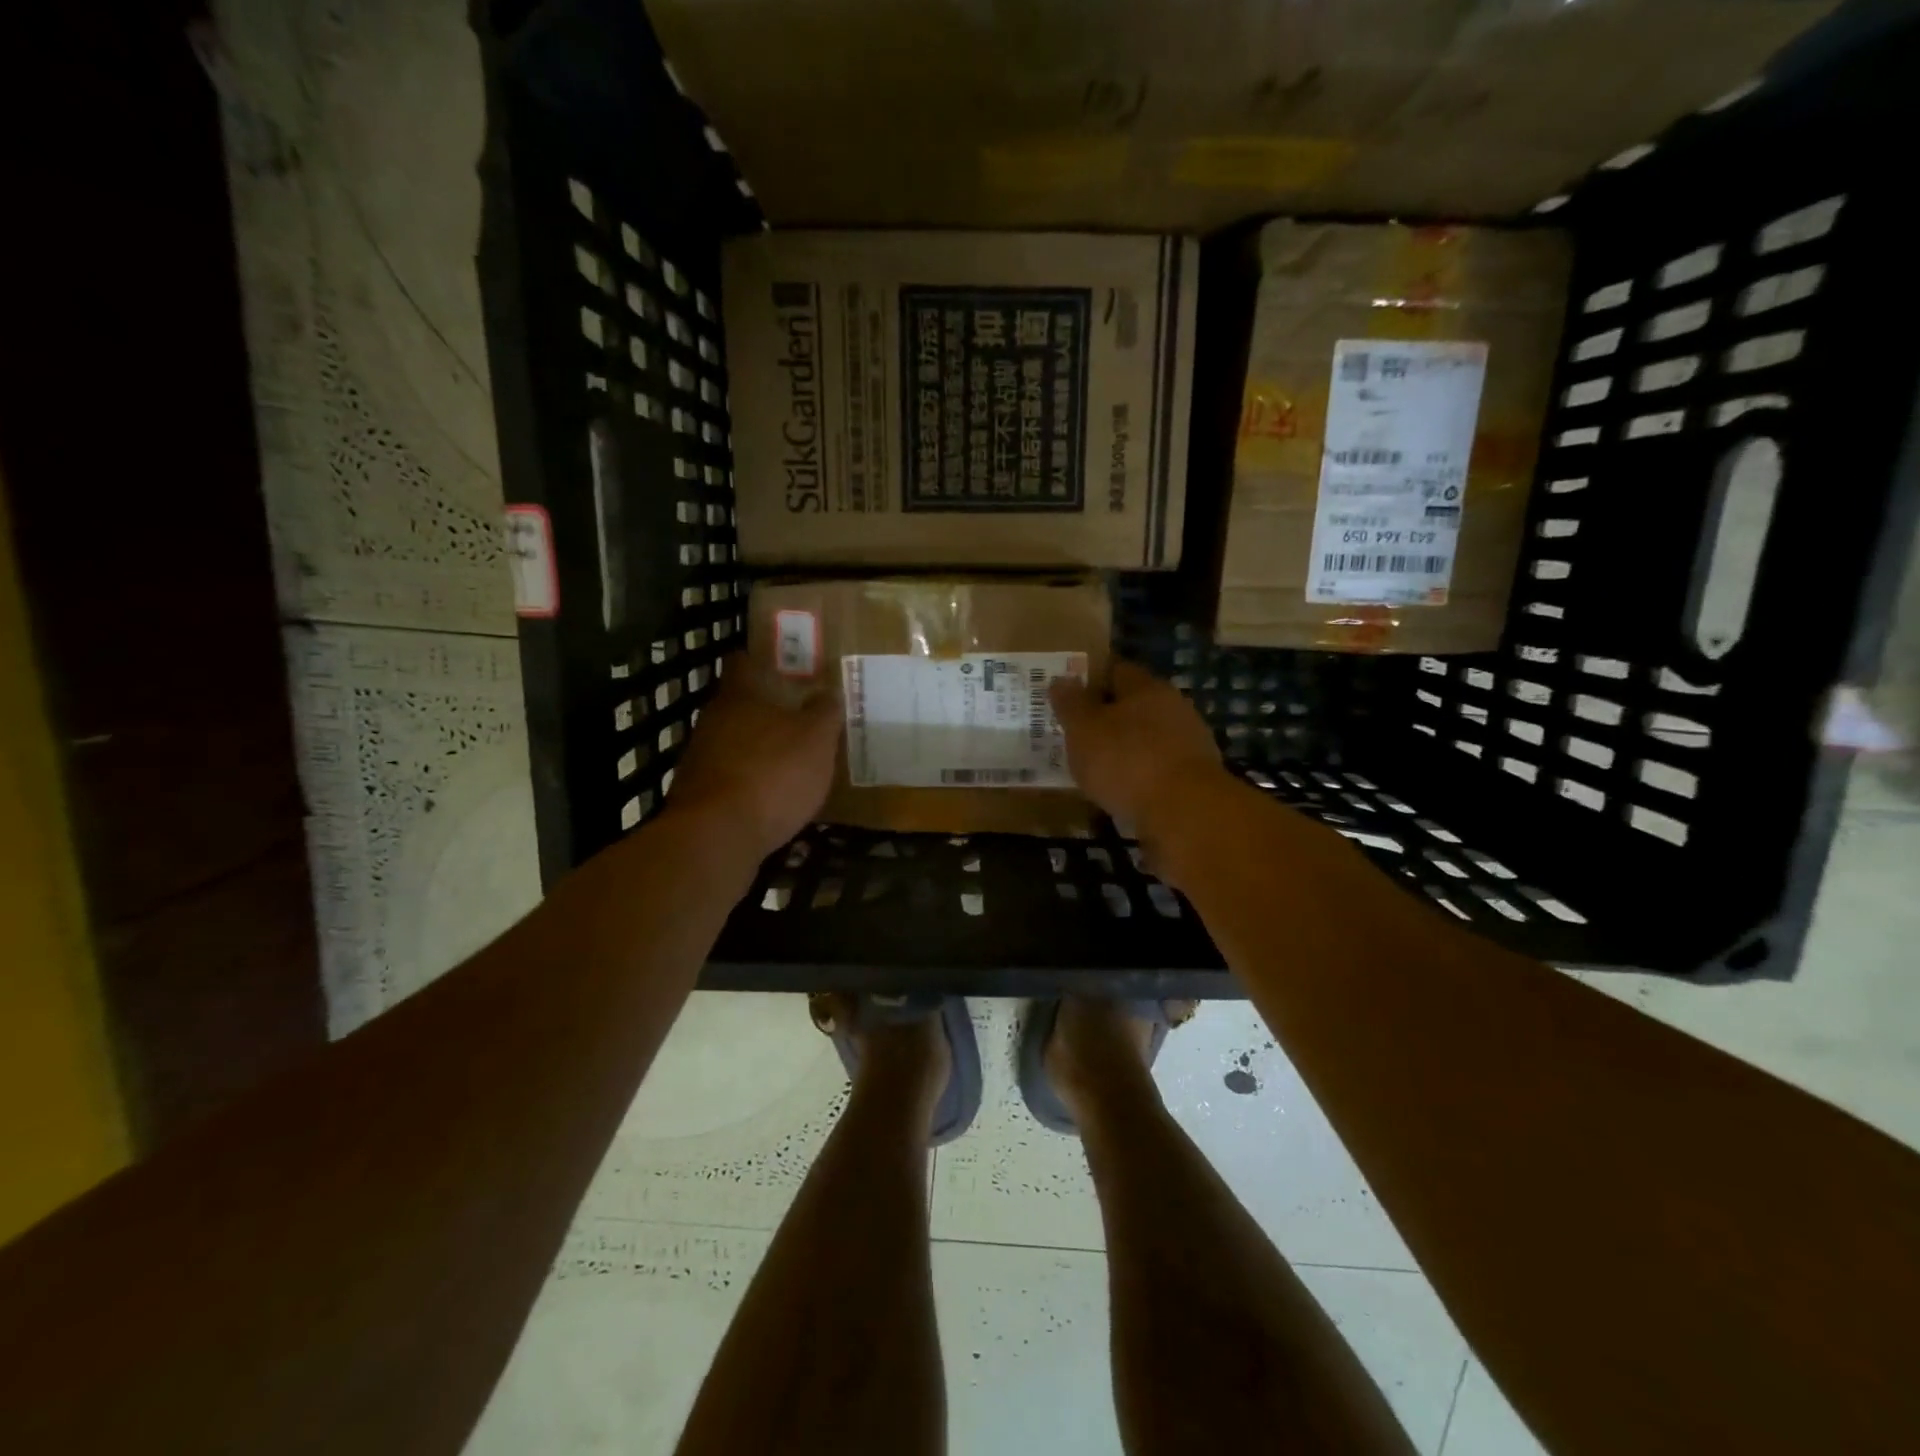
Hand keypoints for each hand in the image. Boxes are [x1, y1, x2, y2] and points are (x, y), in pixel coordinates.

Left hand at [667, 656, 841, 860]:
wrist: (717, 837)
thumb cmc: (772, 774)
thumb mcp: (816, 739)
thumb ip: (824, 713)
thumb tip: (828, 692)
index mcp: (739, 696)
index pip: (743, 662)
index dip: (765, 661)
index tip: (789, 668)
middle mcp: (713, 720)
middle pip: (740, 704)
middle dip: (767, 710)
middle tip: (803, 717)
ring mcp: (700, 758)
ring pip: (734, 742)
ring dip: (758, 748)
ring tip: (793, 761)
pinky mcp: (699, 795)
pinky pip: (730, 777)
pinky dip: (750, 782)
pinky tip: (773, 797)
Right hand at [1050, 660, 1227, 838]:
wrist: (1184, 813)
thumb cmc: (1127, 761)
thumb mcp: (1084, 729)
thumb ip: (1071, 704)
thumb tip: (1060, 679)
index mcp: (1148, 688)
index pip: (1117, 671)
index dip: (1092, 680)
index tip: (1069, 696)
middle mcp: (1174, 709)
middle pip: (1135, 706)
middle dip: (1108, 718)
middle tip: (1077, 734)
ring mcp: (1189, 745)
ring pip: (1147, 740)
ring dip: (1124, 751)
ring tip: (1094, 769)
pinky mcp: (1194, 780)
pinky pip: (1157, 771)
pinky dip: (1139, 778)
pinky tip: (1120, 793)